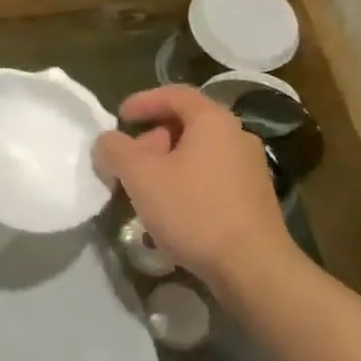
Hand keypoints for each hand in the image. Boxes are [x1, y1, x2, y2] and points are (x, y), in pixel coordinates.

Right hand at [94, 85, 287, 285]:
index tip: (120, 116)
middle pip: (187, 124)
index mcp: (213, 120)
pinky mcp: (254, 198)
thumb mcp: (140, 176)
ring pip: (199, 153)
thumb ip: (115, 150)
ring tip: (144, 190)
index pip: (175, 94)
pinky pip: (212, 177)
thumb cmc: (194, 211)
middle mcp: (237, 136)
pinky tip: (171, 211)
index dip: (143, 101)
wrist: (253, 267)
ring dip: (167, 164)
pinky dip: (186, 182)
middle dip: (152, 138)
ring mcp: (250, 168)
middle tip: (128, 162)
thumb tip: (106, 142)